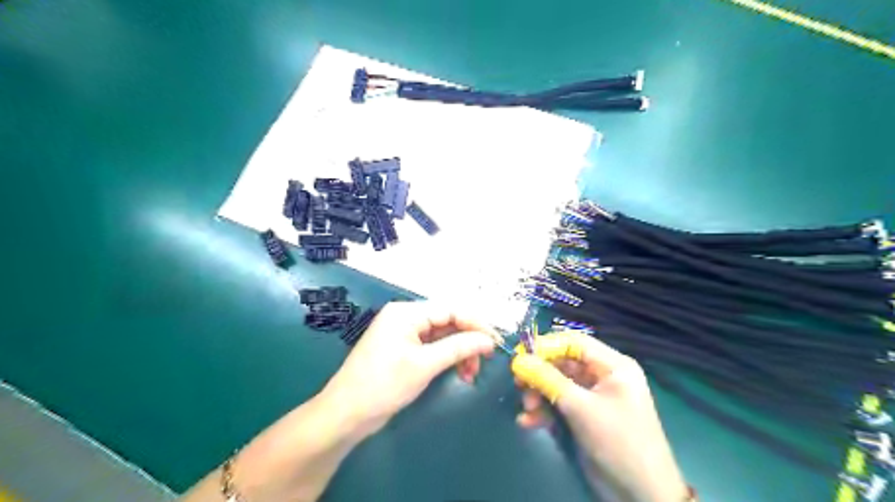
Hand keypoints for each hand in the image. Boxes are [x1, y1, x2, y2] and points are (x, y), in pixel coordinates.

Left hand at [320, 303, 495, 438]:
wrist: (346, 414)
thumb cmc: (384, 385)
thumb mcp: (424, 365)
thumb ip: (458, 348)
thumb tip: (488, 340)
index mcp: (406, 313)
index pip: (450, 310)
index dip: (475, 323)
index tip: (495, 341)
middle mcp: (406, 317)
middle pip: (447, 322)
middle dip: (467, 341)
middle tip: (482, 363)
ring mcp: (403, 334)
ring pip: (442, 336)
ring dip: (459, 352)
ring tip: (470, 374)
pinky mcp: (403, 350)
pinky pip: (432, 347)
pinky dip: (447, 358)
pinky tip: (457, 372)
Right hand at [509, 332, 686, 501]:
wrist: (641, 495)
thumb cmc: (617, 441)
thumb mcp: (580, 408)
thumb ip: (548, 380)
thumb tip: (519, 360)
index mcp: (612, 366)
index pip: (573, 342)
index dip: (545, 345)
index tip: (520, 355)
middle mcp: (602, 376)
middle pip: (563, 363)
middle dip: (539, 374)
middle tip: (518, 383)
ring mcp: (592, 397)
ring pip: (557, 384)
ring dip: (538, 394)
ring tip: (527, 408)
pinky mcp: (584, 417)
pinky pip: (559, 404)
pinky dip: (544, 411)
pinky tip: (528, 422)